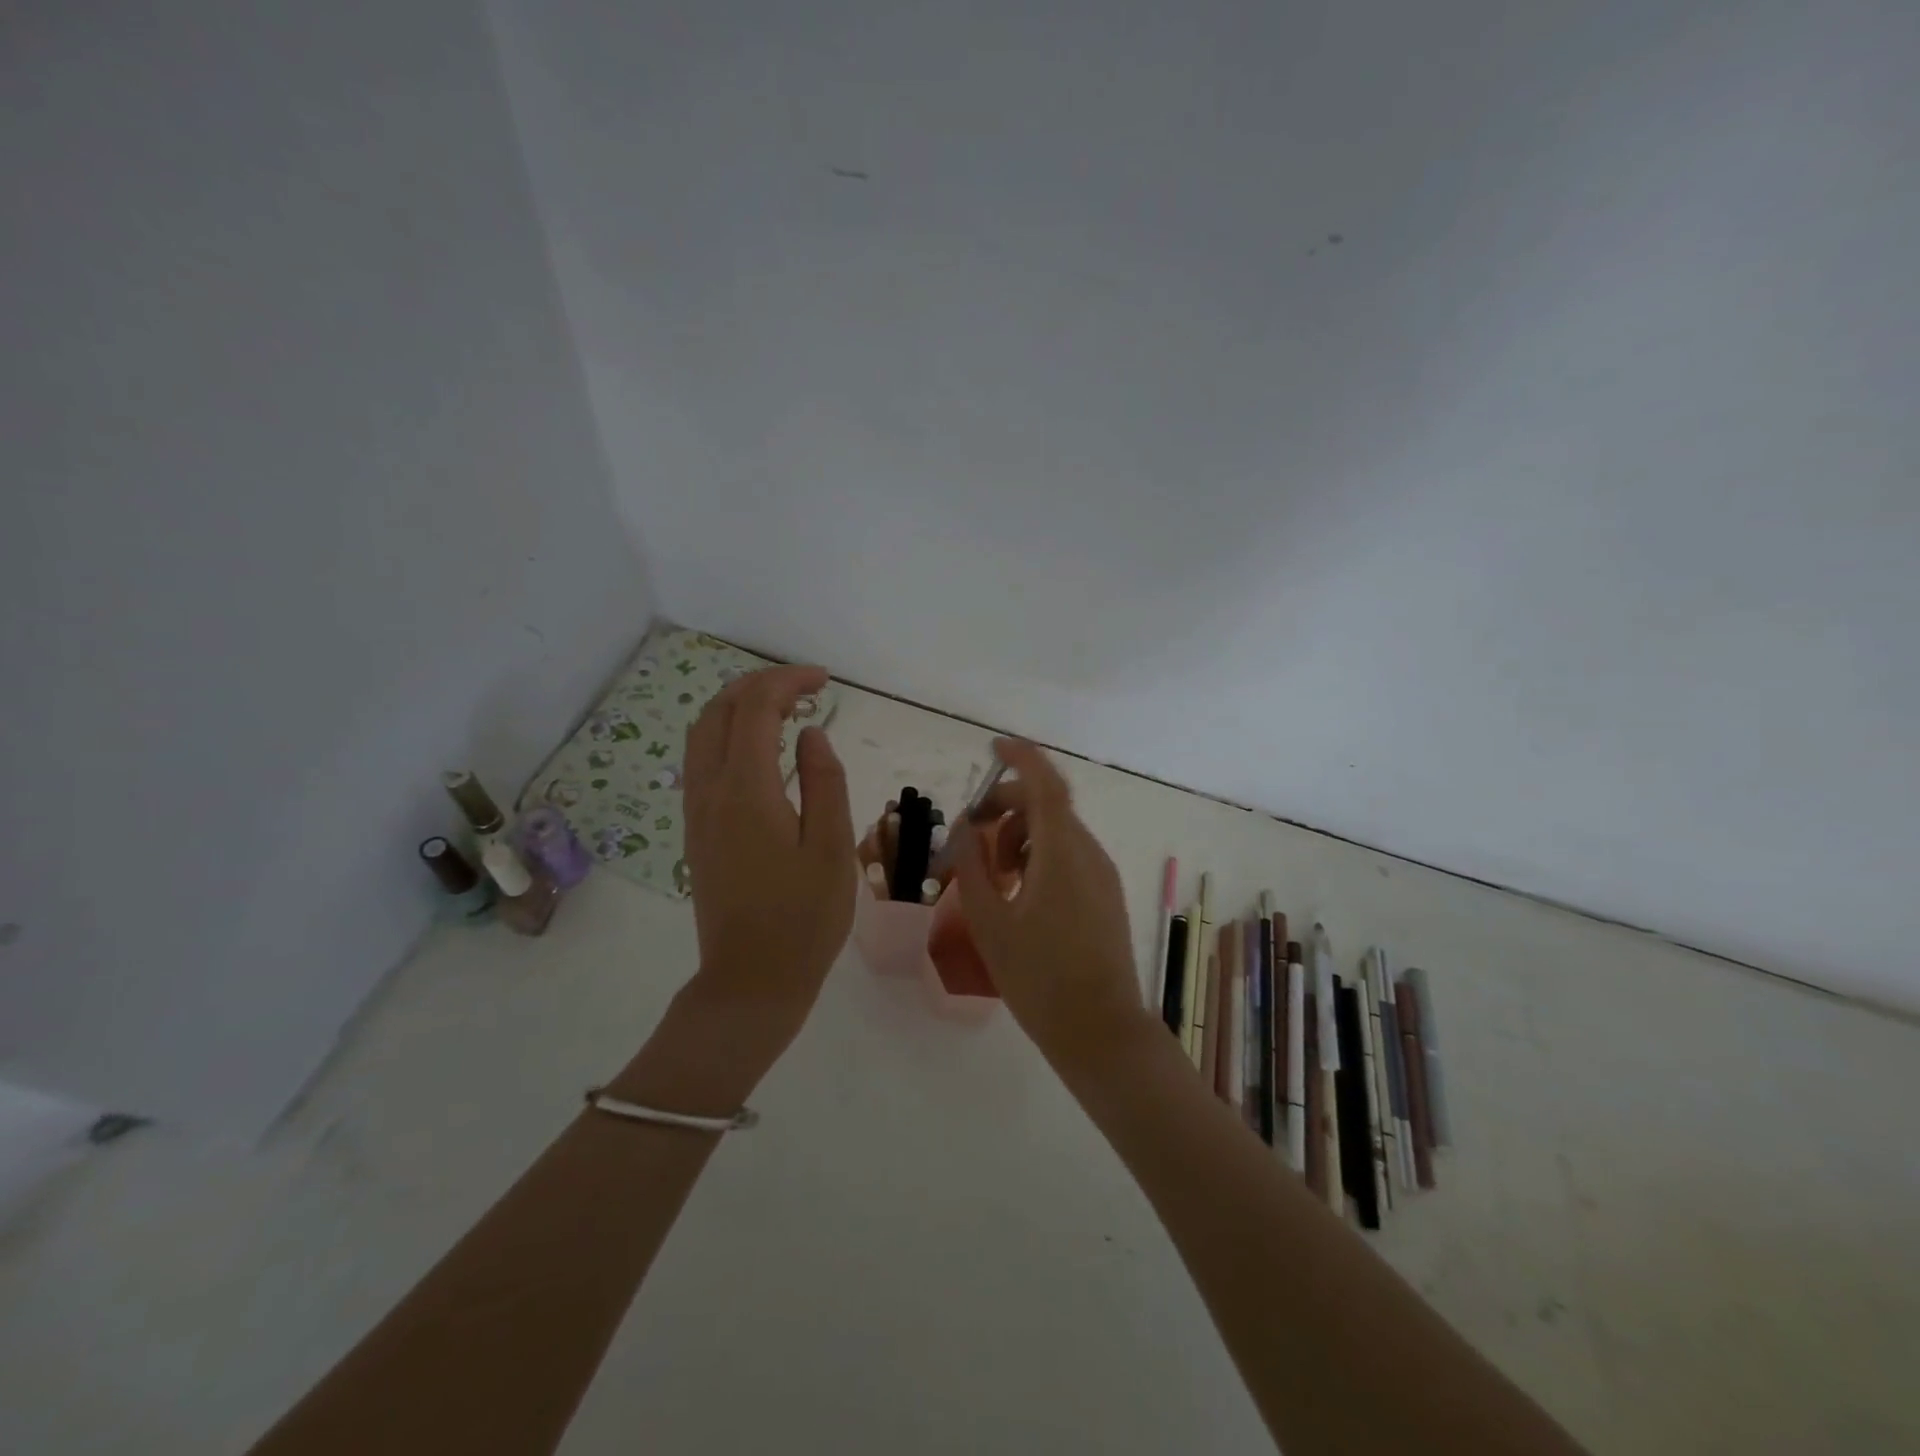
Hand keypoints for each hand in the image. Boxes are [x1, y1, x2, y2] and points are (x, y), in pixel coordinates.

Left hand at [683, 665, 856, 1047]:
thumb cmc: (804, 918)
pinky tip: (761, 750)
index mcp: (745, 791)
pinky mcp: (696, 831)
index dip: (788, 681)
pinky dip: (728, 735)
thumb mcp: (832, 848)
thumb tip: (809, 733)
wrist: (751, 981)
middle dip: (760, 685)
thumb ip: (824, 782)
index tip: (824, 681)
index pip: (756, 708)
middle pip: (718, 711)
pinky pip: (702, 761)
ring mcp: (696, 812)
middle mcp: (710, 792)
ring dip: (738, 707)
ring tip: (784, 709)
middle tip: (805, 687)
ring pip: (702, 734)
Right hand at [950, 739, 1145, 1062]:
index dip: (1020, 758)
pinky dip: (1040, 855)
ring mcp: (1102, 874)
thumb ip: (972, 866)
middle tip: (972, 834)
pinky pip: (1069, 855)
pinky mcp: (1106, 894)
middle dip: (1007, 806)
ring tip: (995, 876)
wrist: (1099, 1030)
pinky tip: (1019, 893)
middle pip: (1048, 805)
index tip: (992, 748)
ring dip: (1021, 835)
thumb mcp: (990, 921)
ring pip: (1058, 831)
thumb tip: (963, 830)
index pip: (1045, 783)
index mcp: (1062, 853)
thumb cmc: (1038, 977)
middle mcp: (1088, 853)